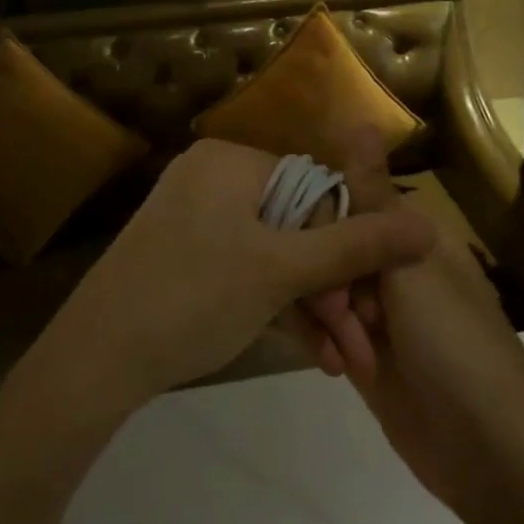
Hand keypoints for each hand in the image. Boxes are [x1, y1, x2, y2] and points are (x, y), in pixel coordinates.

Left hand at [31, 139, 436, 418]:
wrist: (96, 358)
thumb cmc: (194, 297)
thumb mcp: (281, 272)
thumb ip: (355, 247)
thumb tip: (428, 223)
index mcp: (232, 161)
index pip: (316, 190)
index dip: (348, 246)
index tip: (369, 302)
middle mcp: (213, 178)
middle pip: (296, 227)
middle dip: (332, 289)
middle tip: (362, 345)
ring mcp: (195, 218)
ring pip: (273, 256)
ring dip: (311, 308)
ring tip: (345, 362)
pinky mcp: (184, 255)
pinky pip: (244, 270)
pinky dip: (275, 307)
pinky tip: (312, 353)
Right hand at [312, 129, 523, 523]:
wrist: (492, 459)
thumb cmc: (457, 349)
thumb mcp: (410, 267)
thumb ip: (371, 198)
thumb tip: (359, 120)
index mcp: (411, 235)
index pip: (343, 203)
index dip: (321, 226)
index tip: (314, 253)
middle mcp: (391, 266)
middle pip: (326, 247)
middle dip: (322, 280)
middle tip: (340, 319)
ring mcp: (376, 313)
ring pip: (321, 288)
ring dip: (323, 317)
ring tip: (341, 356)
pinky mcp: (363, 354)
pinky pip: (325, 328)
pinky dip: (322, 341)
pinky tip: (331, 364)